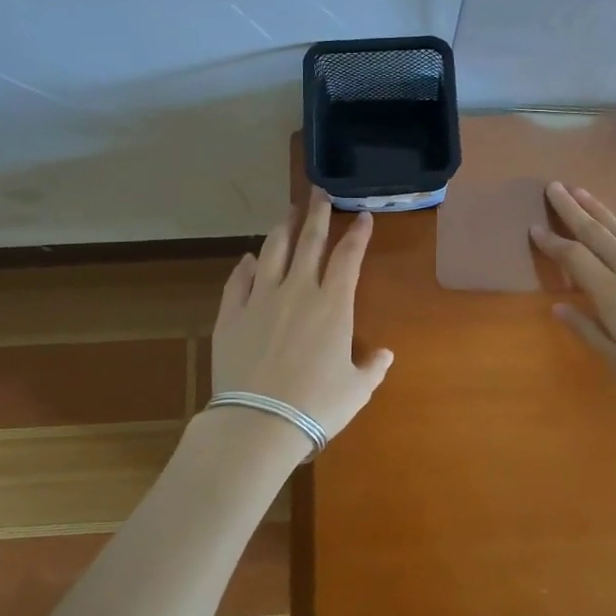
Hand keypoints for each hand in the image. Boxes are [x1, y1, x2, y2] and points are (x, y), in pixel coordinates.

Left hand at [211, 192, 394, 447]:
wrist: (258, 423)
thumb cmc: (316, 406)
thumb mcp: (356, 390)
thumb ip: (372, 368)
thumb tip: (384, 354)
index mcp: (333, 305)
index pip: (348, 257)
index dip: (358, 234)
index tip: (363, 216)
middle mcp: (297, 291)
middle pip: (309, 241)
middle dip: (317, 213)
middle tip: (319, 192)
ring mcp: (260, 299)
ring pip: (272, 251)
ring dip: (283, 228)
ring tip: (288, 212)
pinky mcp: (231, 314)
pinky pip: (238, 280)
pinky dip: (245, 266)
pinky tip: (249, 258)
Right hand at [530, 181, 615, 417]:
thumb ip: (589, 331)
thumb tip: (560, 306)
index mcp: (612, 294)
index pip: (574, 258)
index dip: (553, 242)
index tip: (535, 226)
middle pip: (598, 233)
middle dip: (573, 209)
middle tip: (555, 185)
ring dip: (601, 212)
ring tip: (585, 193)